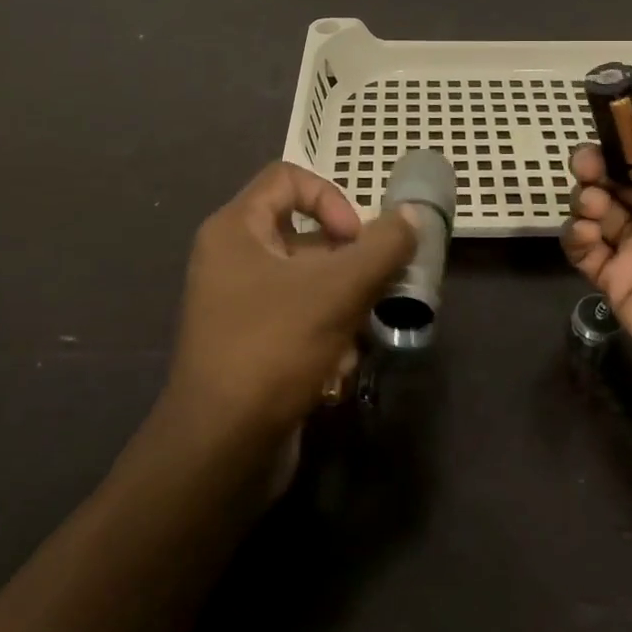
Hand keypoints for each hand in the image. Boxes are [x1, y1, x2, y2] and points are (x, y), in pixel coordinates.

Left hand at [167, 162, 417, 444]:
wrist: (220, 452)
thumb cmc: (273, 349)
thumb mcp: (338, 290)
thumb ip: (383, 246)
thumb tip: (411, 216)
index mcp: (235, 230)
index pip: (288, 178)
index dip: (330, 197)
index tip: (356, 238)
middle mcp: (232, 260)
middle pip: (306, 236)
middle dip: (348, 266)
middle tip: (377, 288)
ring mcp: (238, 305)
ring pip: (309, 284)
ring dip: (343, 310)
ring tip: (354, 342)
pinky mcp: (250, 346)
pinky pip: (298, 321)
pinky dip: (325, 340)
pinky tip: (335, 375)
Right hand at [564, 121, 631, 434]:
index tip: (615, 123)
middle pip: (623, 177)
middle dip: (602, 161)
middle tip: (587, 162)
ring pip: (599, 208)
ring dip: (587, 194)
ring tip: (592, 201)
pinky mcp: (619, 284)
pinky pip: (585, 252)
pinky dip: (575, 236)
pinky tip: (585, 232)